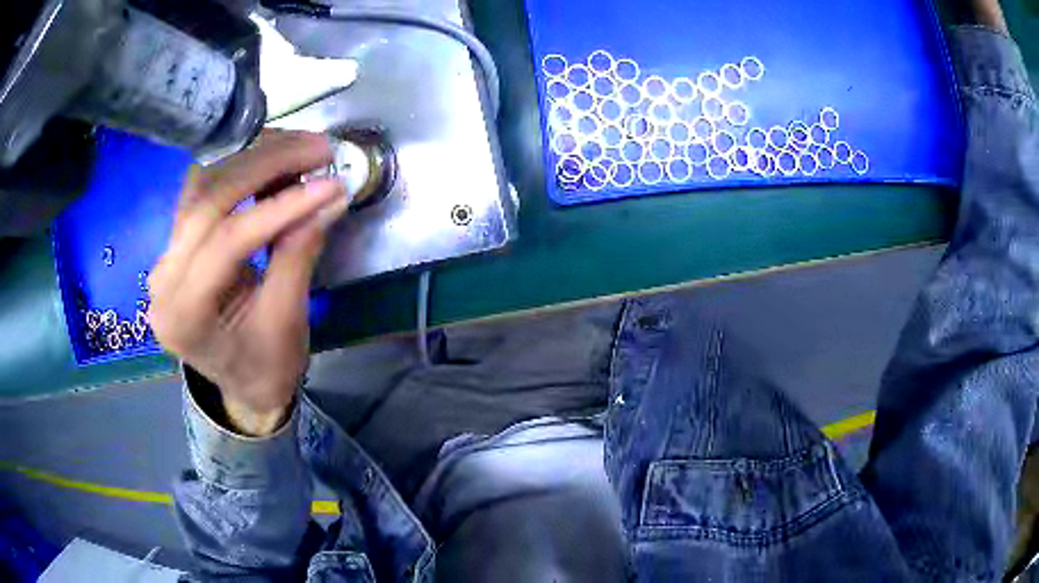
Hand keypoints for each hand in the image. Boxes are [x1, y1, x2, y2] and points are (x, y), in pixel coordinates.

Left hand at [148, 131, 347, 435]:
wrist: (243, 386)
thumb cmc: (265, 368)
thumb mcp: (286, 322)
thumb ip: (299, 254)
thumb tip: (329, 195)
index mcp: (184, 315)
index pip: (226, 241)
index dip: (279, 206)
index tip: (329, 183)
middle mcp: (164, 278)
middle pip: (208, 199)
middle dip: (265, 164)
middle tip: (317, 148)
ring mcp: (166, 256)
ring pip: (204, 184)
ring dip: (253, 157)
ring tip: (299, 148)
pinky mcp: (178, 243)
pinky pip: (205, 192)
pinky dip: (241, 169)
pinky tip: (273, 160)